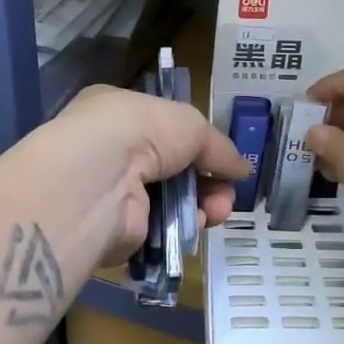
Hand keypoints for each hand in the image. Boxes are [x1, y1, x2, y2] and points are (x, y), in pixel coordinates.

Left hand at [43, 86, 249, 267]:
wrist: (99, 180)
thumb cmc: (141, 132)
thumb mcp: (191, 124)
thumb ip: (219, 148)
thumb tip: (243, 169)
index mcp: (118, 114)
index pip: (163, 129)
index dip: (197, 145)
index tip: (225, 162)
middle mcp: (111, 152)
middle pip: (172, 169)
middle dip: (208, 182)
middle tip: (228, 194)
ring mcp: (113, 192)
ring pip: (170, 201)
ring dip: (202, 205)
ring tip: (218, 211)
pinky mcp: (117, 229)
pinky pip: (160, 229)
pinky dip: (183, 227)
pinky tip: (197, 224)